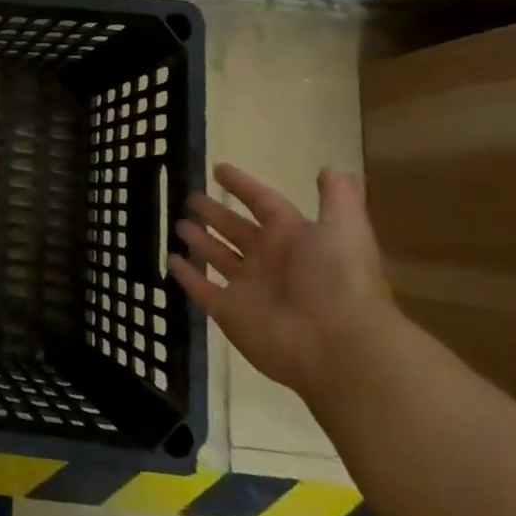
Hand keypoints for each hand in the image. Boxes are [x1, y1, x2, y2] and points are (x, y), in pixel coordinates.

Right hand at [171, 163, 399, 403]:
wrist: (339, 346)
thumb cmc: (339, 280)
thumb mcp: (345, 229)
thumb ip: (338, 198)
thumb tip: (332, 168)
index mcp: (293, 237)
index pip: (262, 203)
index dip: (242, 186)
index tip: (218, 170)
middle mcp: (269, 259)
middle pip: (236, 231)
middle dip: (215, 214)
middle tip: (190, 198)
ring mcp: (247, 287)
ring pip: (218, 257)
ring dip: (200, 241)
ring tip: (178, 224)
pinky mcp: (228, 311)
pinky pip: (201, 289)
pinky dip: (186, 276)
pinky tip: (170, 260)